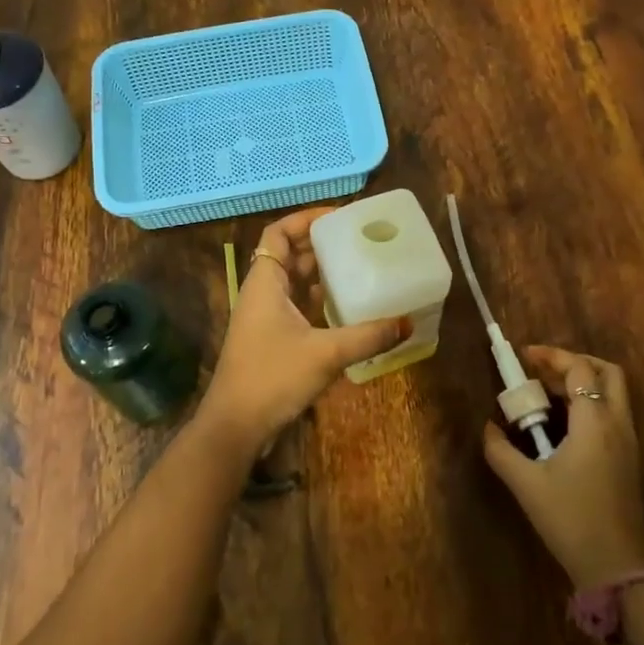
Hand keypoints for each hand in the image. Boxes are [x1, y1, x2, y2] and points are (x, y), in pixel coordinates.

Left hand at [196, 208, 409, 453]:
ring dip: (320, 273)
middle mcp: (262, 294)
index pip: (278, 233)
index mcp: (264, 283)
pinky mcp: (272, 340)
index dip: (305, 219)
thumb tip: (408, 321)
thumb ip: (368, 336)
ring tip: (358, 266)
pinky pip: (297, 307)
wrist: (235, 427)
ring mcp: (265, 318)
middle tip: (358, 240)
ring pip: (294, 283)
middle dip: (320, 244)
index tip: (339, 217)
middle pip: (289, 255)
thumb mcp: (325, 353)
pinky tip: (346, 307)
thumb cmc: (272, 377)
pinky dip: (318, 301)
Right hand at [483, 346, 643, 588]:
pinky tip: (563, 424)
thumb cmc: (570, 520)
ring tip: (547, 394)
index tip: (524, 357)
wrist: (616, 567)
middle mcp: (618, 425)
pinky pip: (613, 414)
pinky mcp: (630, 460)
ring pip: (614, 393)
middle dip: (575, 362)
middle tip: (542, 370)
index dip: (552, 356)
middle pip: (607, 372)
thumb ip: (501, 451)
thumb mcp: (526, 484)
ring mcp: (629, 443)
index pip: (579, 369)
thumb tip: (488, 428)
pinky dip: (590, 404)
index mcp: (594, 423)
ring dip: (583, 383)